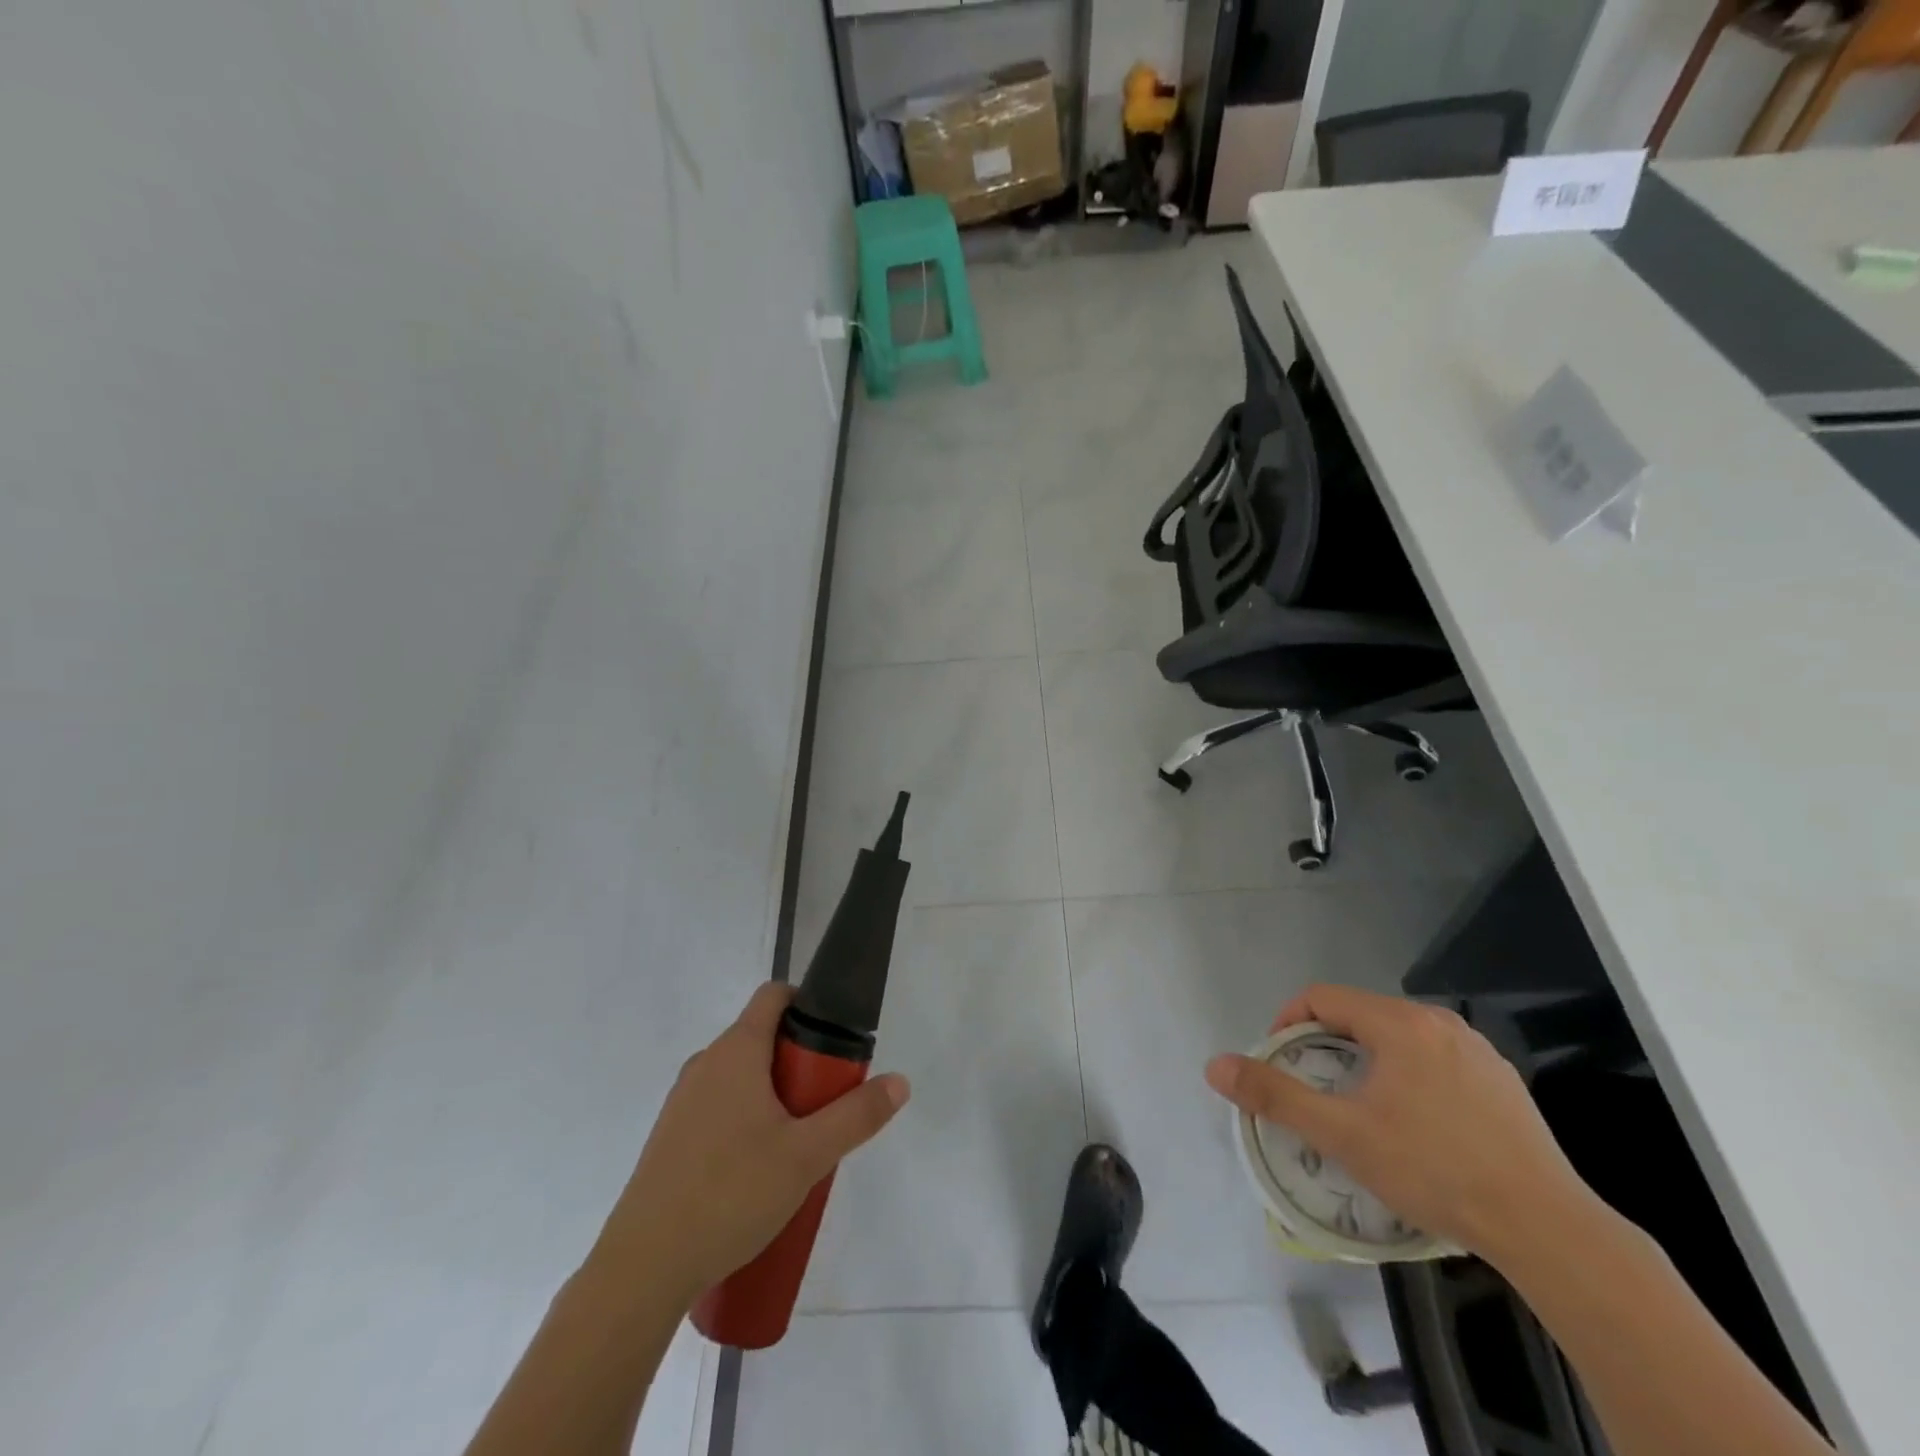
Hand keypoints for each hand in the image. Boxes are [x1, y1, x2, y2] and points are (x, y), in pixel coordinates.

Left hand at [588, 982, 909, 1305]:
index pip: (774, 995)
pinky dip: (747, 1121)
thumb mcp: (808, 1155)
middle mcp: (705, 1064)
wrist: (642, 1269)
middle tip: (826, 1104)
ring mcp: (683, 1102)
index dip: (808, 1003)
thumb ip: (857, 1116)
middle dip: (800, 1062)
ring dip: (775, 1095)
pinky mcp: (671, 1138)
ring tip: (798, 1145)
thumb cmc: (730, 1194)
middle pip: (763, 1038)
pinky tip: (758, 1174)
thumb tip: (899, 1081)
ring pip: (742, 1077)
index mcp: (736, 1050)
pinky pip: (720, 1108)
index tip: (835, 1040)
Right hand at [1204, 984, 1594, 1266]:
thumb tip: (1214, 1064)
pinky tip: (1418, 1125)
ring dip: (1367, 1061)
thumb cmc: (1434, 1169)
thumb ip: (1275, 1095)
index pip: (1322, 998)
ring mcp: (1477, 1051)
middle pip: (1360, 1015)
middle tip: (1316, 1090)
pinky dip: (1409, 1077)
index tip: (1282, 1063)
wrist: (1548, 1228)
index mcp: (1399, 1022)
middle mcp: (1439, 1022)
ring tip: (1361, 1108)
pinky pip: (1436, 1061)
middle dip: (1326, 1044)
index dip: (1289, 1023)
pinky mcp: (1503, 1082)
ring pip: (1399, 1038)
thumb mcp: (1342, 1134)